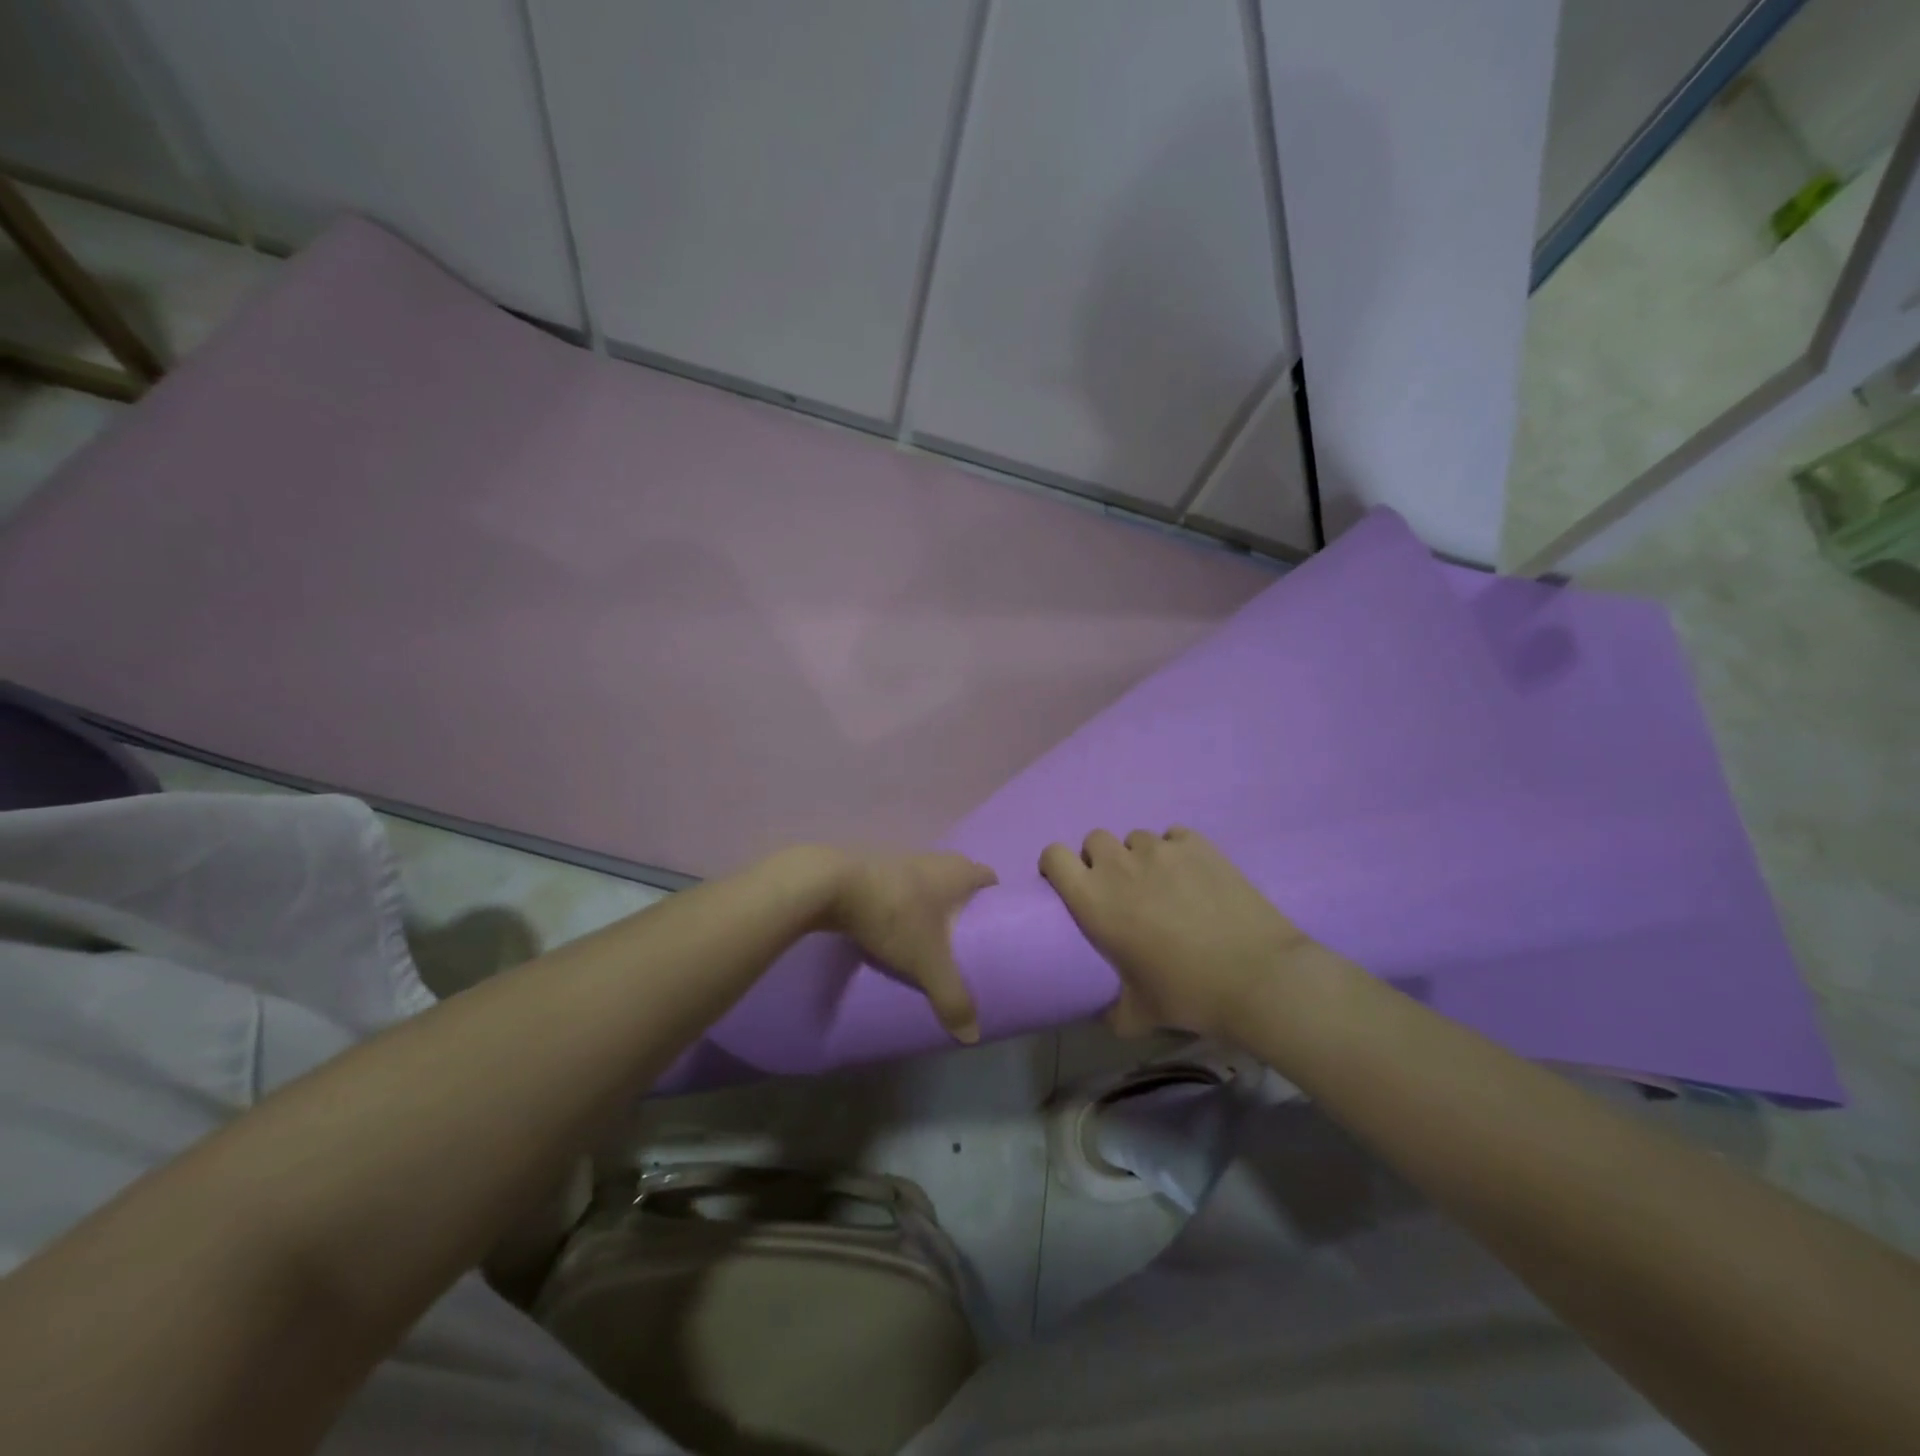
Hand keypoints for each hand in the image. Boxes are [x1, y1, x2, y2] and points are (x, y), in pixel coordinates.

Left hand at [820, 850, 997, 1042]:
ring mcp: (903, 861)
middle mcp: (936, 860)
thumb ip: (952, 997)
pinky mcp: (875, 870)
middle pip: (959, 880)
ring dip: (932, 906)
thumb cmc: (895, 915)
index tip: (995, 928)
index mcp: (958, 871)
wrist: (833, 886)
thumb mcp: (927, 961)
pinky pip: (902, 889)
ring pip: (929, 884)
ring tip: (931, 941)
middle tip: (965, 941)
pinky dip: (905, 906)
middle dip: (963, 907)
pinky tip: (897, 931)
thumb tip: (972, 1036)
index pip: (989, 879)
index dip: (995, 901)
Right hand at [1039, 827, 1316, 1039]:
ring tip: (1163, 884)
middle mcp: (1119, 865)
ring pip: (1136, 838)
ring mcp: (1161, 849)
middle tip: (1122, 890)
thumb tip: (1105, 1016)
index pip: (1053, 856)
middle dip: (1102, 860)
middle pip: (1095, 840)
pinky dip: (1177, 852)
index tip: (1071, 884)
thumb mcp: (1138, 1014)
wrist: (1257, 977)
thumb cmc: (1187, 994)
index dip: (1057, 865)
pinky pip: (1174, 836)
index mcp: (1093, 899)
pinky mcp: (1198, 844)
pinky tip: (1194, 877)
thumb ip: (1112, 1010)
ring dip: (1140, 857)